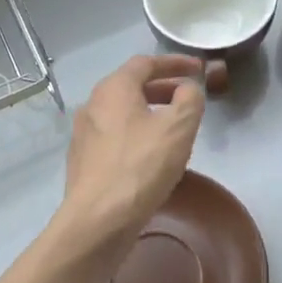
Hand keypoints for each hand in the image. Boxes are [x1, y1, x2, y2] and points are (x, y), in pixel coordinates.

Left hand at [58, 55, 205, 255]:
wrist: (98, 220)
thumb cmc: (140, 166)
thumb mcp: (178, 128)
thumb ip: (190, 99)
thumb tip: (188, 88)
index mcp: (114, 88)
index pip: (146, 62)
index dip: (175, 63)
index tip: (198, 69)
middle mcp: (93, 104)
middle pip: (131, 86)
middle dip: (163, 88)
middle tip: (188, 99)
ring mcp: (83, 133)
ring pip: (122, 113)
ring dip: (149, 113)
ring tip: (173, 128)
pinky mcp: (83, 160)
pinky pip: (114, 136)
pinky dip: (136, 134)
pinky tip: (150, 155)